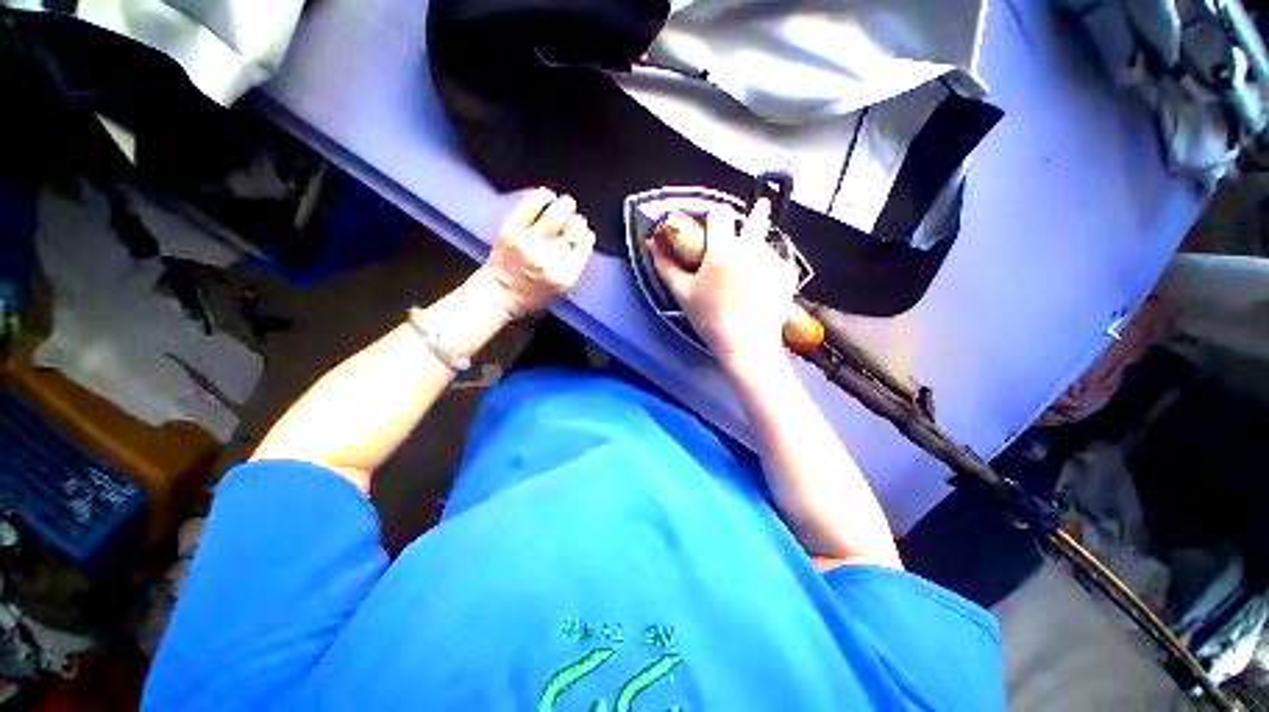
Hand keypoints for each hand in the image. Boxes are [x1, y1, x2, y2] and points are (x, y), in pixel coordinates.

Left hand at [479, 189, 594, 319]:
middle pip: (576, 225)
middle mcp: (552, 257)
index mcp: (567, 274)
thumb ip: (577, 262)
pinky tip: (546, 197)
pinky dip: (543, 196)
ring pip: (558, 211)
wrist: (500, 294)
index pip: (586, 242)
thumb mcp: (564, 286)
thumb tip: (585, 235)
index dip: (585, 235)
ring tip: (561, 205)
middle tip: (571, 220)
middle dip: (577, 220)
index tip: (580, 235)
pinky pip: (533, 203)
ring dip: (564, 205)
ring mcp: (531, 241)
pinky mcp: (514, 229)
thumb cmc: (535, 293)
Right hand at [647, 199, 796, 364]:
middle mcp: (752, 250)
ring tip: (748, 270)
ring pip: (765, 241)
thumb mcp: (683, 294)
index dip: (713, 217)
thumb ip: (666, 266)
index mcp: (723, 252)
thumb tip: (652, 244)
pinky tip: (761, 282)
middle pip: (756, 217)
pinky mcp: (787, 275)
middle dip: (753, 214)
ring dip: (757, 246)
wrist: (746, 346)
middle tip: (749, 219)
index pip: (720, 214)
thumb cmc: (710, 320)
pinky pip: (778, 260)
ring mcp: (774, 261)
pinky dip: (770, 265)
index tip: (711, 228)